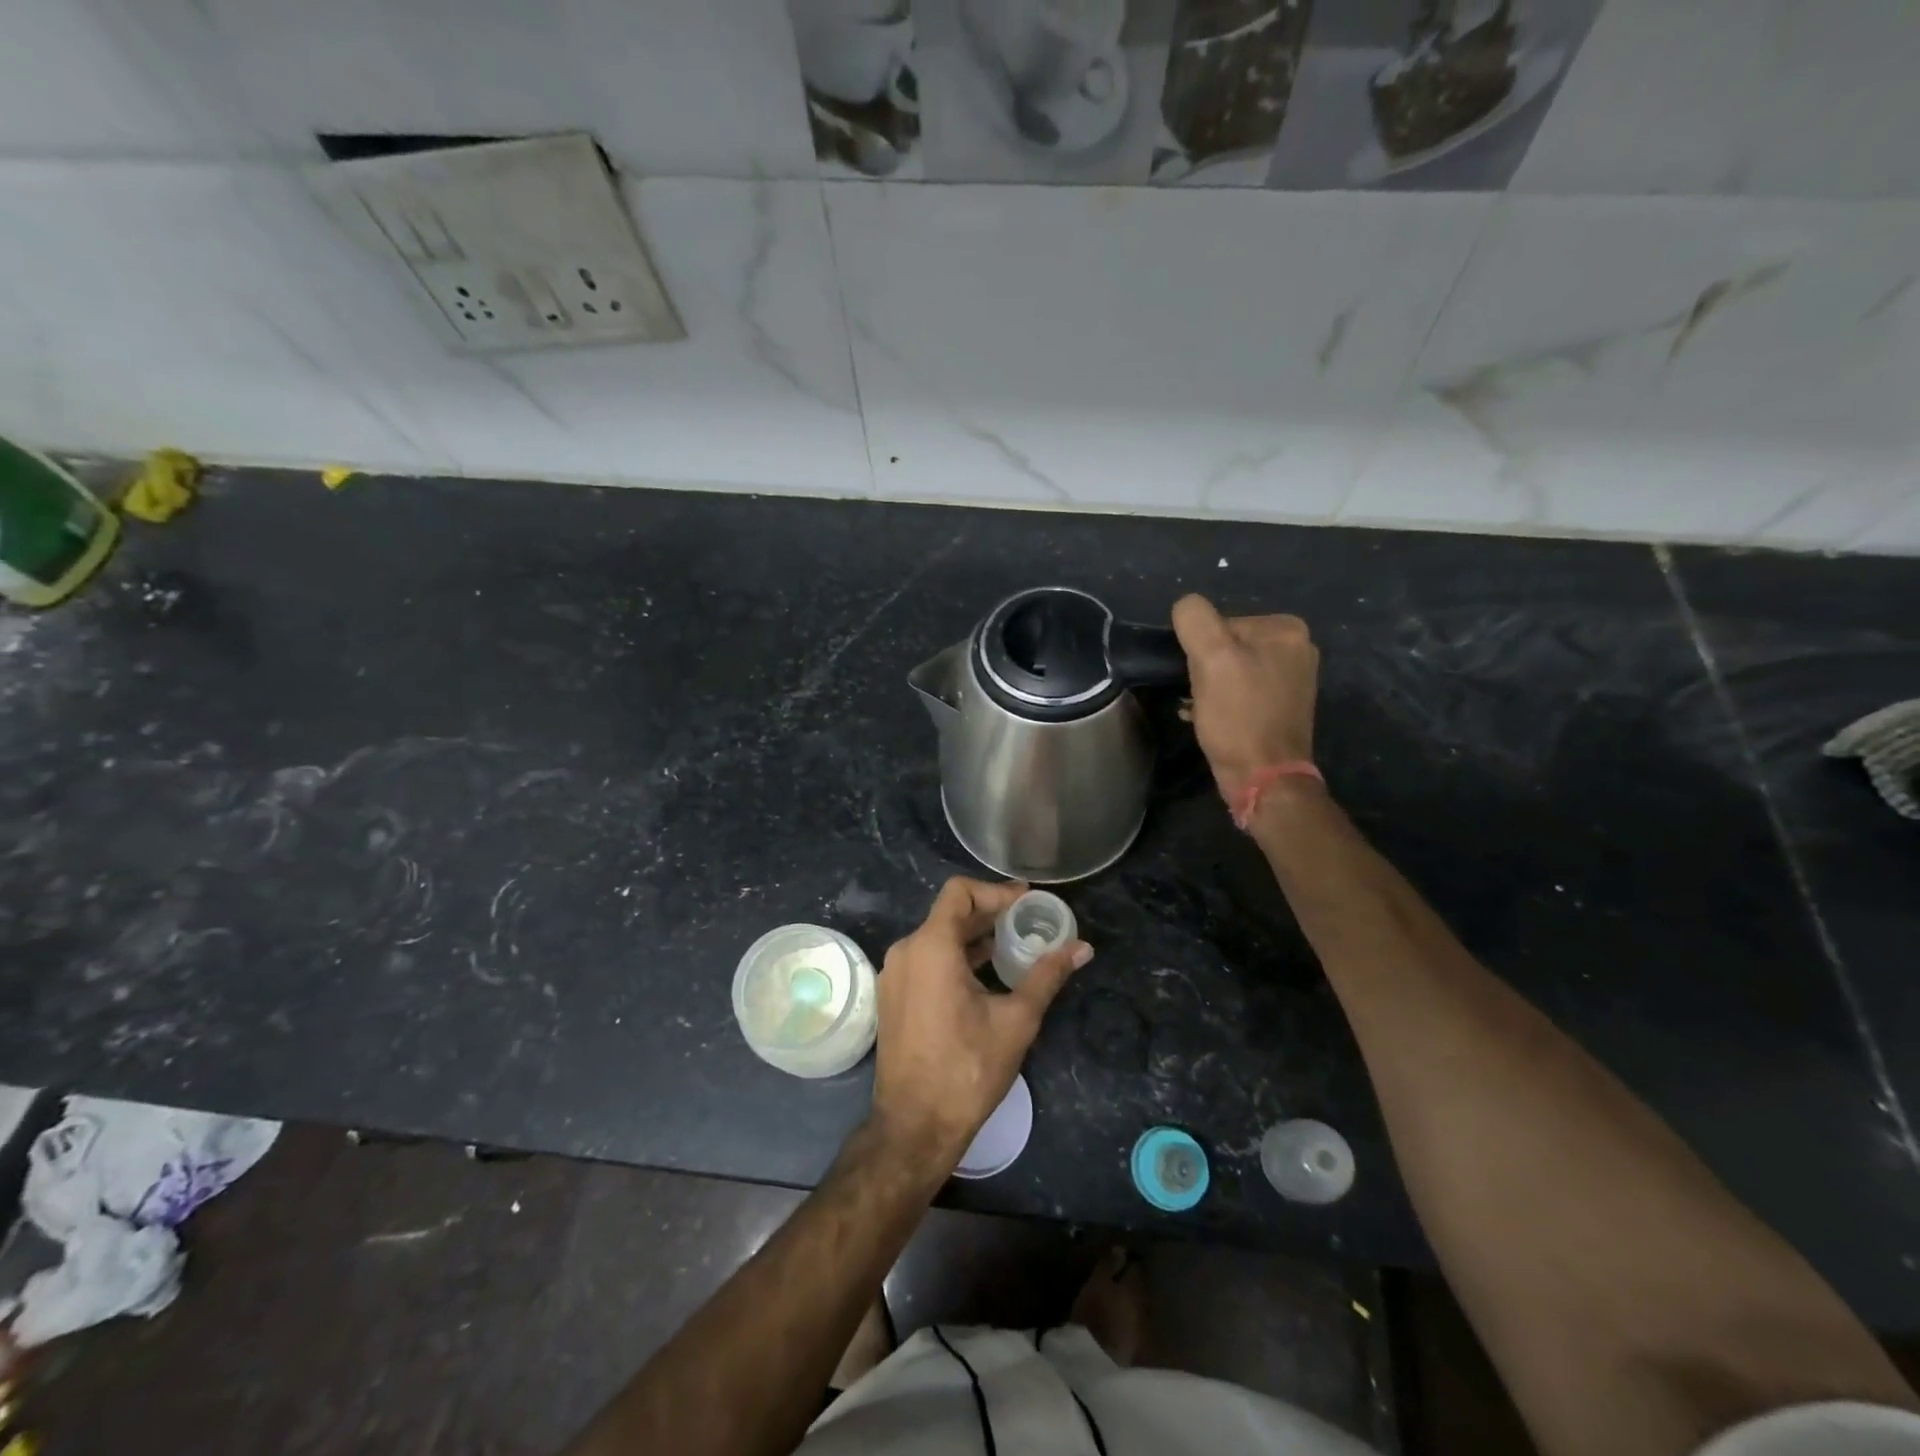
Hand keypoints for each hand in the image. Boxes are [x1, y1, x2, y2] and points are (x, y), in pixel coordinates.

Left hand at [870, 877, 1091, 1172]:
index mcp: (930, 946)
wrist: (915, 1126)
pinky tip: (985, 973)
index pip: (959, 892)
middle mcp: (906, 951)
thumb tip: (1082, 948)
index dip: (995, 891)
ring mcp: (894, 975)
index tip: (1027, 902)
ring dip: (974, 936)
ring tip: (1013, 945)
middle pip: (949, 913)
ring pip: (937, 938)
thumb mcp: (1016, 1020)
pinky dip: (955, 957)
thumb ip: (1047, 975)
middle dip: (990, 913)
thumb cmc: (967, 1069)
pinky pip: (926, 960)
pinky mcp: (893, 996)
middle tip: (1028, 920)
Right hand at [1171, 594, 1319, 797]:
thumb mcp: (1211, 659)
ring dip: (1209, 688)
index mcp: (1287, 629)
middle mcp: (1298, 649)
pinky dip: (1222, 702)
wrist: (1264, 778)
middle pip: (1227, 646)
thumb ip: (1195, 620)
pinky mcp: (1282, 707)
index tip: (1201, 678)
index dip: (1201, 650)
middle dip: (1205, 670)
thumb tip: (1185, 607)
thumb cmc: (1239, 717)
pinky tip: (1211, 720)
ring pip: (1230, 670)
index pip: (1221, 623)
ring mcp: (1293, 680)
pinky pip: (1242, 691)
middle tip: (1201, 696)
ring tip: (1204, 711)